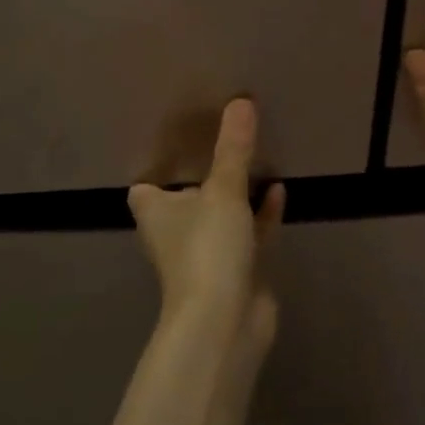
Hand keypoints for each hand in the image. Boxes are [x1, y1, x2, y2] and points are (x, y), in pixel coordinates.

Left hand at [128, 98, 285, 354]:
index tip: (178, 143)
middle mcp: (176, 232)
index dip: (157, 169)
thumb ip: (234, 149)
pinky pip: (249, 233)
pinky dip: (261, 215)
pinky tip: (279, 191)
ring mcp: (207, 253)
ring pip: (221, 215)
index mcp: (156, 213)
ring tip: (257, 160)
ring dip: (236, 194)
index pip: (145, 188)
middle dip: (203, 176)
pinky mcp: (236, 270)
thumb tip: (241, 101)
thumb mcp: (223, 192)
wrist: (225, 323)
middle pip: (186, 198)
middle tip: (225, 141)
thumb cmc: (207, 250)